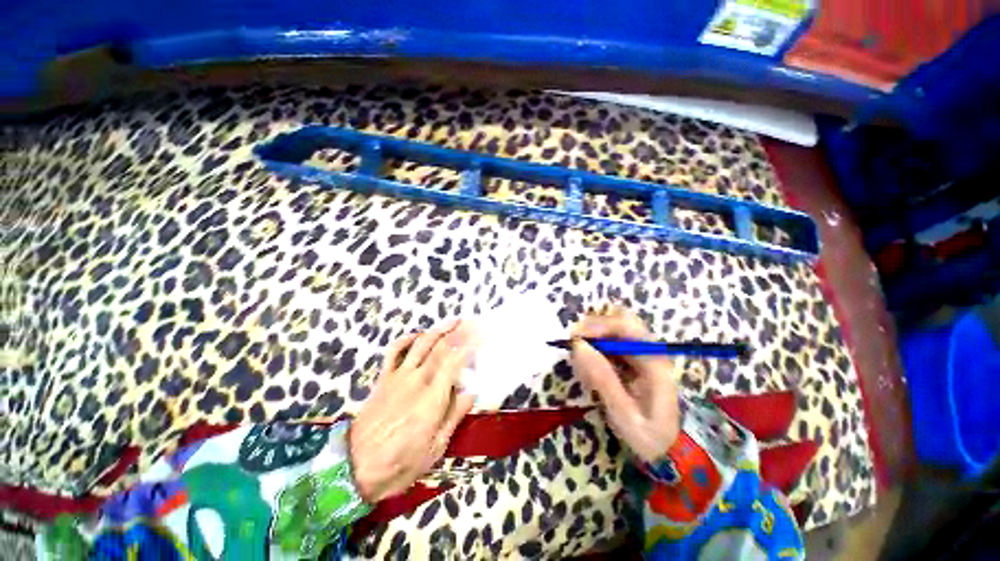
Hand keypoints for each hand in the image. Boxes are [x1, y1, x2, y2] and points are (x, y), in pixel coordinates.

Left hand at [349, 320, 475, 502]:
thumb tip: (471, 392)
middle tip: (472, 323)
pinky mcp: (384, 378)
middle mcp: (417, 380)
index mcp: (433, 397)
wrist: (355, 468)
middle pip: (440, 347)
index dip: (469, 345)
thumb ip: (454, 416)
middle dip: (458, 332)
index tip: (481, 335)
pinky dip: (406, 339)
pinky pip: (394, 351)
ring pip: (421, 344)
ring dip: (438, 330)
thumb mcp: (435, 448)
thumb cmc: (400, 463)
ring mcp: (398, 376)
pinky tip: (418, 335)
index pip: (455, 361)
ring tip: (453, 322)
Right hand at [570, 307, 679, 462]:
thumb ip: (603, 378)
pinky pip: (610, 344)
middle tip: (574, 345)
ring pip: (612, 330)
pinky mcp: (632, 360)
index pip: (626, 327)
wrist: (671, 452)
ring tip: (582, 363)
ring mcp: (641, 354)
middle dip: (594, 328)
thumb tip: (578, 346)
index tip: (575, 338)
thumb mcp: (625, 413)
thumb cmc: (650, 436)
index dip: (598, 326)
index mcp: (654, 361)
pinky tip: (589, 370)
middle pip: (619, 321)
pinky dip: (595, 350)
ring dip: (593, 339)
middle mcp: (649, 350)